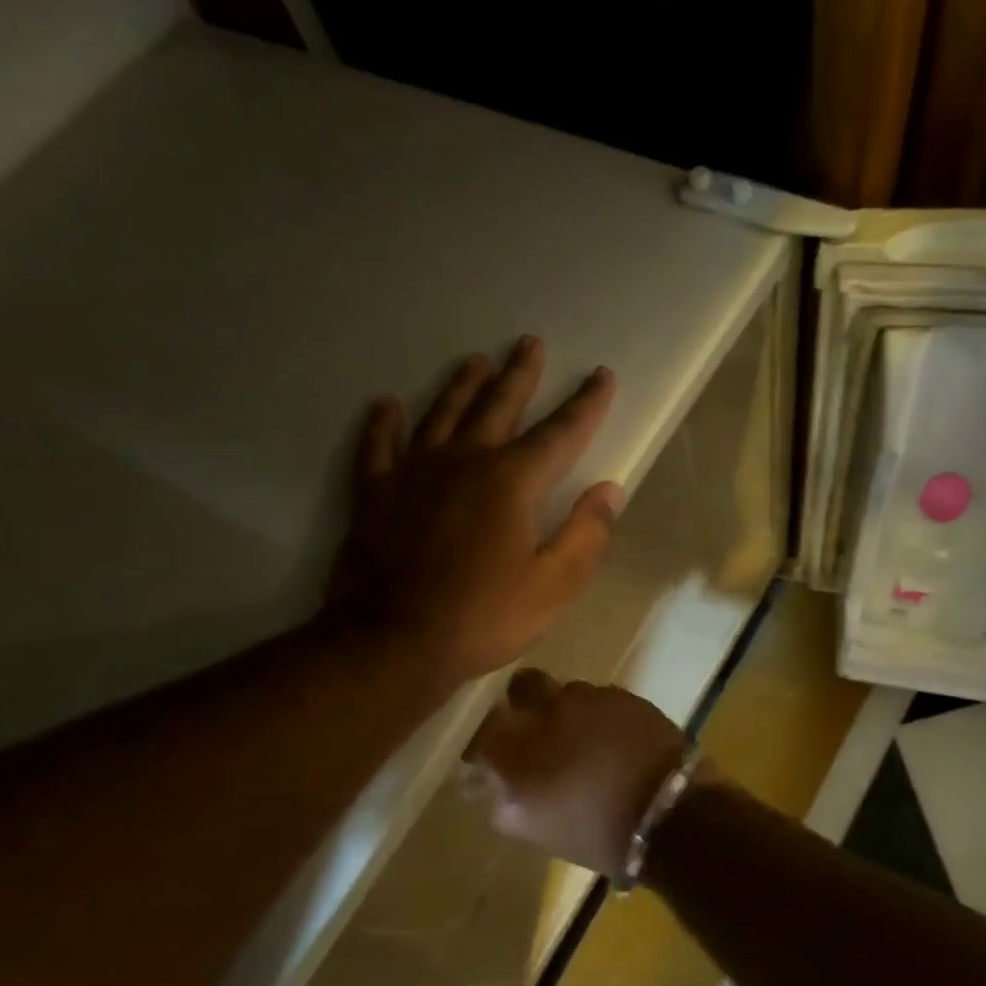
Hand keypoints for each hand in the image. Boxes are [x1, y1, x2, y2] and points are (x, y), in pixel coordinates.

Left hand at [330, 336, 622, 683]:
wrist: (395, 641)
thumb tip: (610, 490)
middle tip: (529, 344)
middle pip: (497, 406)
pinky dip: (383, 424)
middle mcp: (465, 461)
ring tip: (475, 361)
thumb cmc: (483, 617)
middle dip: (519, 374)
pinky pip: (378, 446)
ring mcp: (414, 472)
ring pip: (441, 413)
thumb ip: (586, 534)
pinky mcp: (375, 493)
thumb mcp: (553, 586)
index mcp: (512, 482)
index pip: (560, 433)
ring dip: (461, 385)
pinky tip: (386, 405)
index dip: (586, 404)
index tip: (601, 375)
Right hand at [462, 670, 693, 875]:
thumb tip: (484, 782)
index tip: (489, 757)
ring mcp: (590, 698)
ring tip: (584, 740)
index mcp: (516, 746)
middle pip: (522, 688)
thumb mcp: (534, 828)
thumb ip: (500, 801)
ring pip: (566, 692)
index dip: (484, 742)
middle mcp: (547, 710)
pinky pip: (602, 698)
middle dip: (523, 704)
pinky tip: (613, 739)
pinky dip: (600, 715)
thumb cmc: (595, 832)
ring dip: (567, 711)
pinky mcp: (626, 696)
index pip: (481, 731)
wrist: (670, 813)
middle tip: (536, 731)